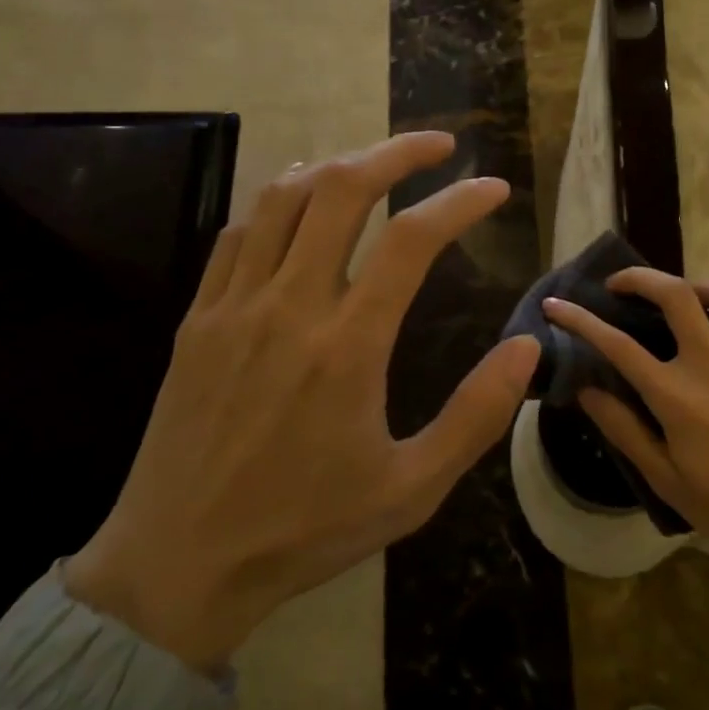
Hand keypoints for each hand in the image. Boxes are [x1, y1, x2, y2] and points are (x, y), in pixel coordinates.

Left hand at [66, 133, 539, 671]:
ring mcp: (233, 307)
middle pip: (341, 190)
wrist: (179, 562)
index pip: (413, 240)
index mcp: (348, 346)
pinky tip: (300, 205)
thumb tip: (528, 347)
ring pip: (282, 197)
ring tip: (375, 165)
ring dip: (336, 165)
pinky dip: (278, 201)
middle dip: (396, 152)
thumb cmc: (305, 529)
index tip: (493, 190)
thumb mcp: (412, 488)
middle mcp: (289, 307)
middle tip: (438, 146)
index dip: (460, 201)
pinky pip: (238, 233)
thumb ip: (476, 414)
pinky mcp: (197, 320)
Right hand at [542, 270, 708, 601]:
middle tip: (619, 285)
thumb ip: (624, 429)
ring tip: (679, 297)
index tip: (557, 306)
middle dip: (640, 278)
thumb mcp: (666, 479)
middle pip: (676, 295)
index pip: (618, 346)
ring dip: (696, 285)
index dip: (581, 320)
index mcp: (678, 398)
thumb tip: (586, 390)